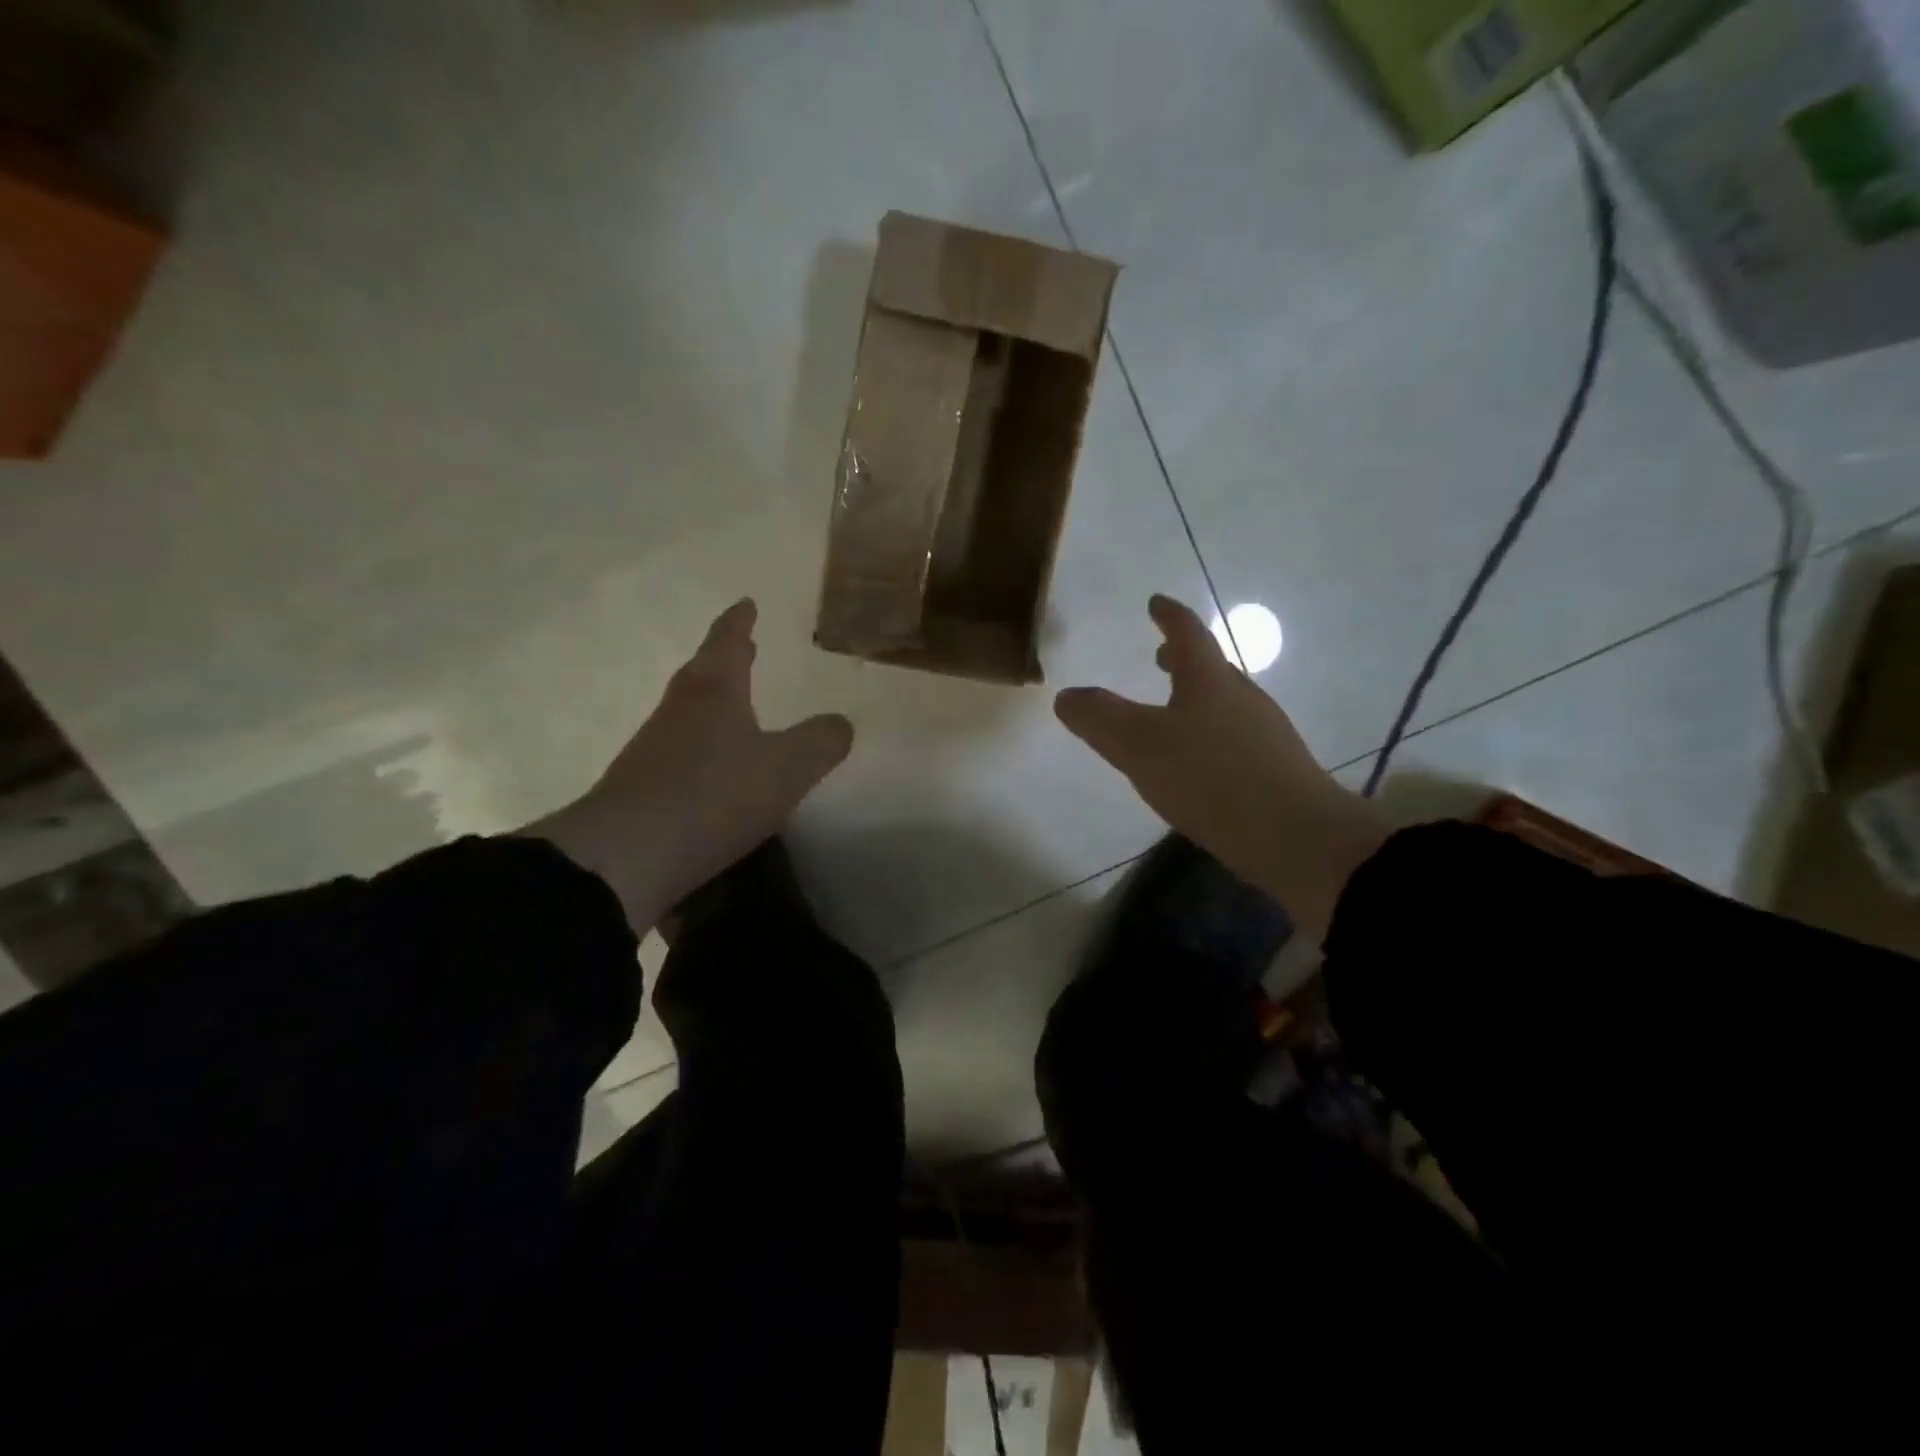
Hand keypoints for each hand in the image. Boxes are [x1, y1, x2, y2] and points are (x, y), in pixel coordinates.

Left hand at [528, 599, 852, 933]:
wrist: (626, 855)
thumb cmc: (713, 796)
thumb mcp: (786, 769)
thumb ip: (820, 743)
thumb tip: (841, 723)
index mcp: (714, 694)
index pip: (727, 643)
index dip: (739, 622)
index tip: (746, 603)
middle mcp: (679, 712)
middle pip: (702, 673)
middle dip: (724, 658)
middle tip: (743, 647)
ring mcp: (652, 749)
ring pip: (687, 712)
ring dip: (711, 702)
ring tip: (733, 707)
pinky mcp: (639, 787)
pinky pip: (677, 752)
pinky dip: (699, 746)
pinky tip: (711, 769)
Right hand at [1054, 594, 1386, 941]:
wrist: (1296, 837)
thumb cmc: (1212, 779)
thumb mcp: (1140, 747)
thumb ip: (1100, 719)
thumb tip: (1067, 695)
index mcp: (1210, 681)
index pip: (1188, 634)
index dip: (1169, 616)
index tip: (1156, 602)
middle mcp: (1242, 697)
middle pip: (1210, 667)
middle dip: (1181, 659)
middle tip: (1159, 657)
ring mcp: (1265, 733)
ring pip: (1223, 702)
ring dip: (1196, 696)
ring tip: (1172, 710)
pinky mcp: (1275, 769)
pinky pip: (1234, 735)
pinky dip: (1209, 731)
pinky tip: (1199, 761)